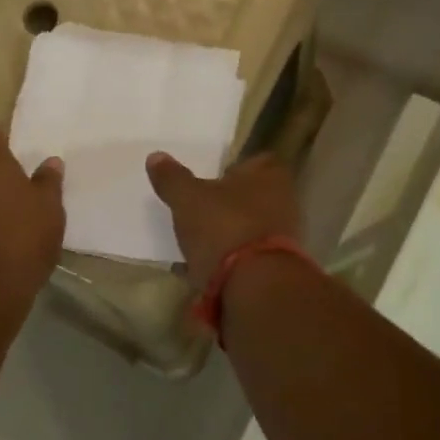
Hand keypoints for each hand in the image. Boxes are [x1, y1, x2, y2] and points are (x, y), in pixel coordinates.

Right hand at [146, 151, 301, 284]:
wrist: (254, 283)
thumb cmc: (224, 226)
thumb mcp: (187, 198)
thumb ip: (172, 178)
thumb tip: (156, 156)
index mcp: (269, 175)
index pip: (256, 161)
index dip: (234, 167)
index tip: (212, 177)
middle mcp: (283, 202)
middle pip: (253, 196)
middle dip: (229, 202)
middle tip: (199, 207)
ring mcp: (282, 237)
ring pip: (249, 226)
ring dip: (227, 232)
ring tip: (197, 239)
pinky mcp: (274, 266)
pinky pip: (246, 256)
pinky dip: (228, 258)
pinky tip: (203, 266)